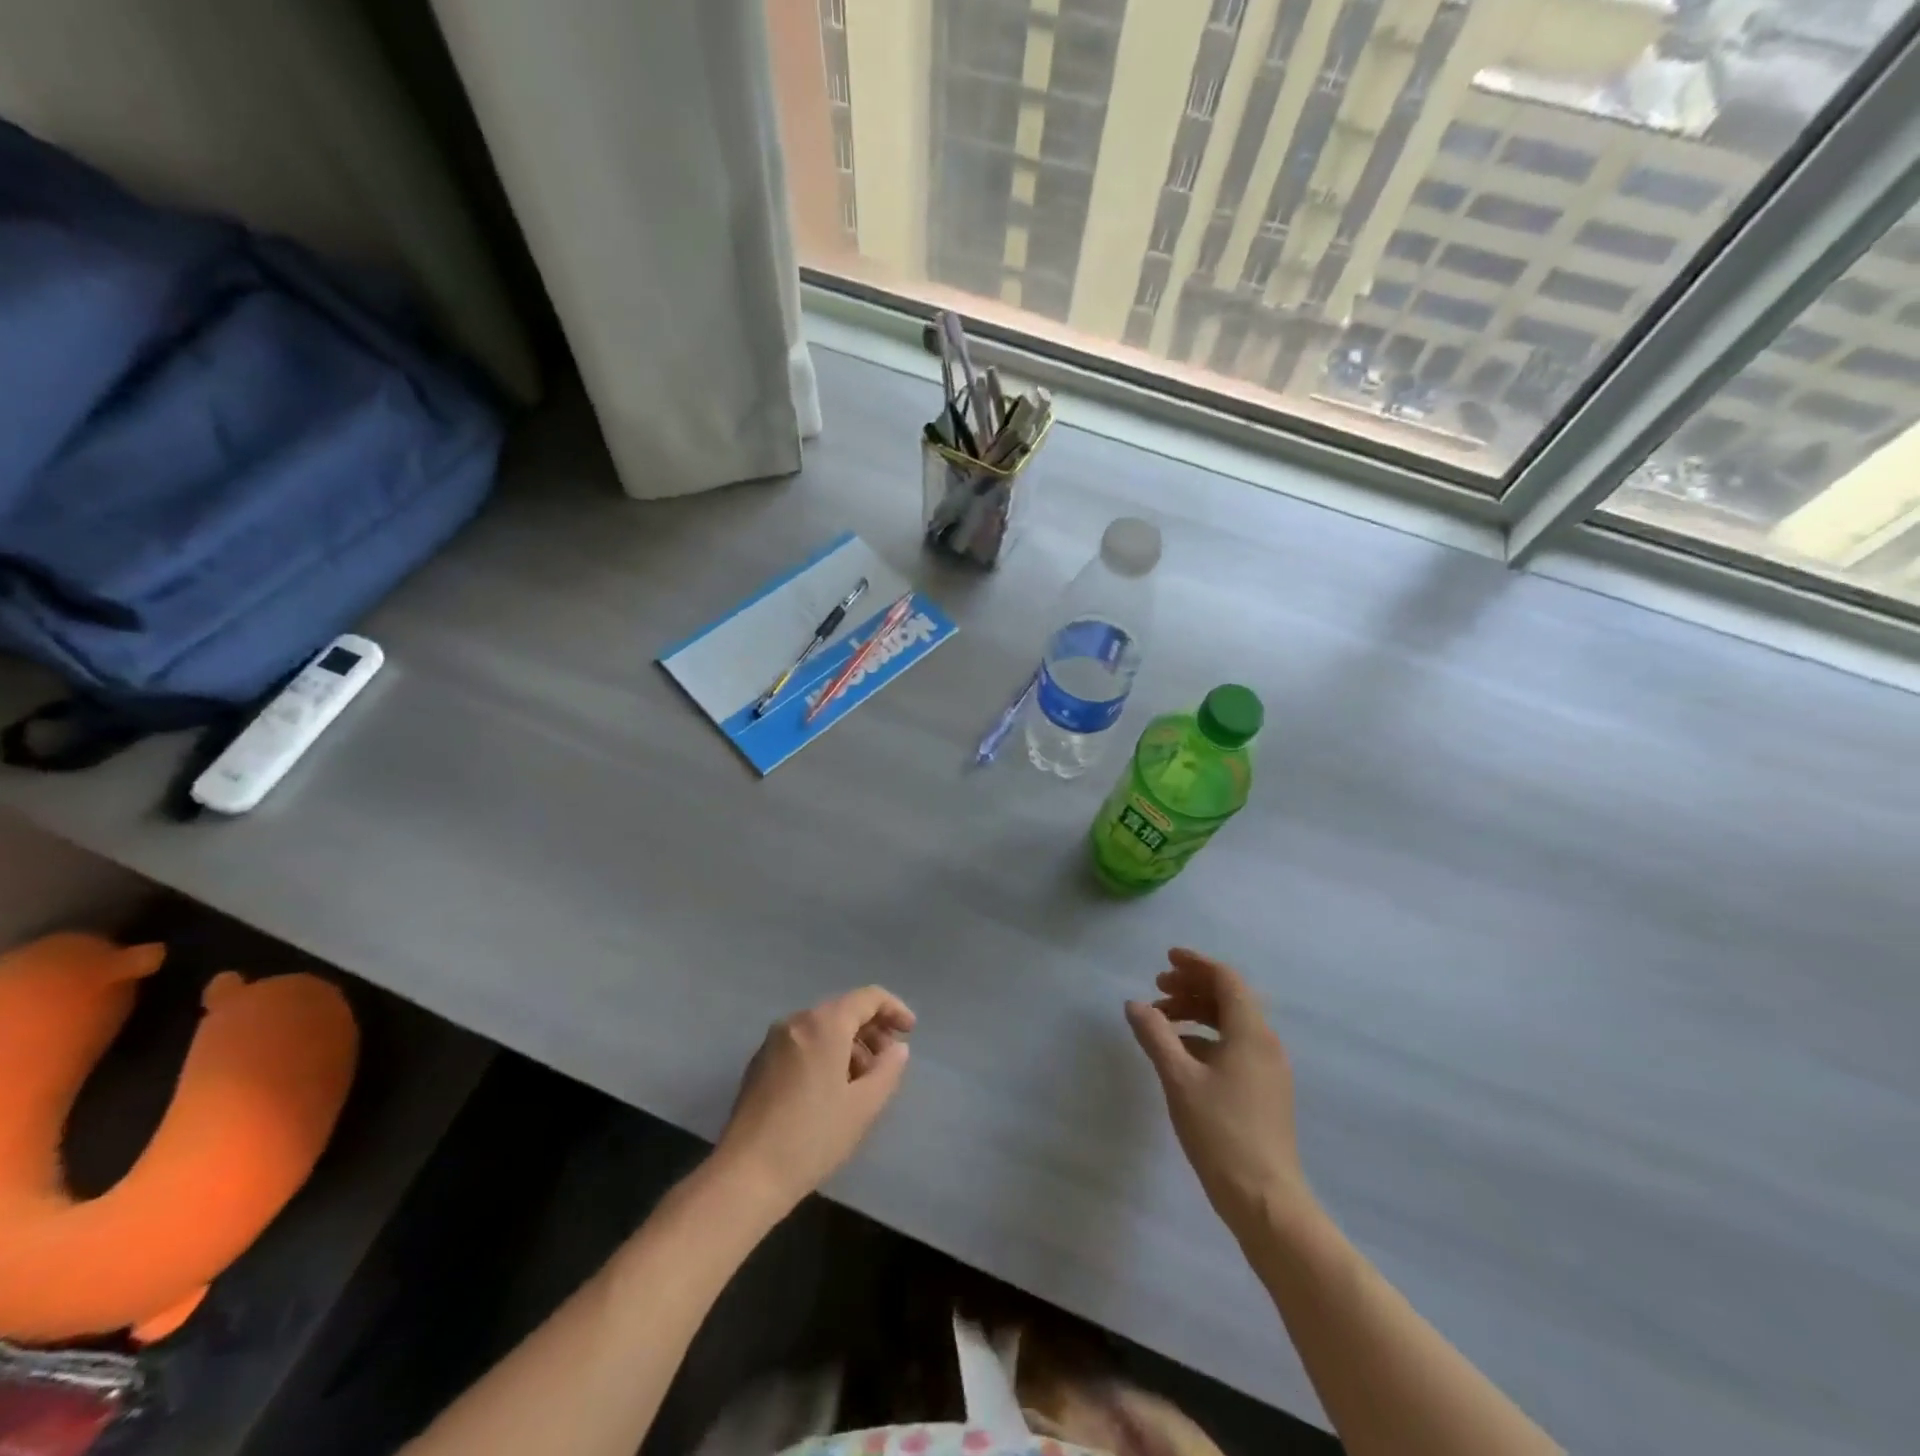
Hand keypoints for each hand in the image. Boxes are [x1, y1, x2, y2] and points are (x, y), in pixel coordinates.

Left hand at [714, 986, 914, 1214]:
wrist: (746, 1175)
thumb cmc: (813, 1137)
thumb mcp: (863, 1106)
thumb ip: (888, 1069)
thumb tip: (896, 1049)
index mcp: (824, 1024)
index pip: (868, 998)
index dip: (894, 1009)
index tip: (910, 1032)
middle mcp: (797, 1021)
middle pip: (843, 1010)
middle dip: (871, 1030)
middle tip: (888, 1061)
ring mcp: (773, 1041)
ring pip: (821, 1028)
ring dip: (848, 1045)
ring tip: (862, 1081)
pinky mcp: (759, 1063)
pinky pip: (802, 1044)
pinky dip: (824, 1054)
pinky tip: (831, 1089)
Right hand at [1126, 949, 1314, 1243]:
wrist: (1266, 1201)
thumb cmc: (1221, 1133)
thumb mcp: (1179, 1079)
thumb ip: (1155, 1035)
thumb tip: (1134, 1004)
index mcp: (1251, 1033)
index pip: (1226, 980)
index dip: (1196, 964)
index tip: (1166, 959)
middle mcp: (1265, 1044)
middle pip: (1229, 999)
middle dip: (1192, 988)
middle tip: (1157, 989)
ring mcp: (1268, 1070)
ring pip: (1231, 1024)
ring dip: (1197, 1014)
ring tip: (1162, 1021)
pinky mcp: (1265, 1092)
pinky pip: (1234, 1048)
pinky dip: (1206, 1039)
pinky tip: (1180, 1055)